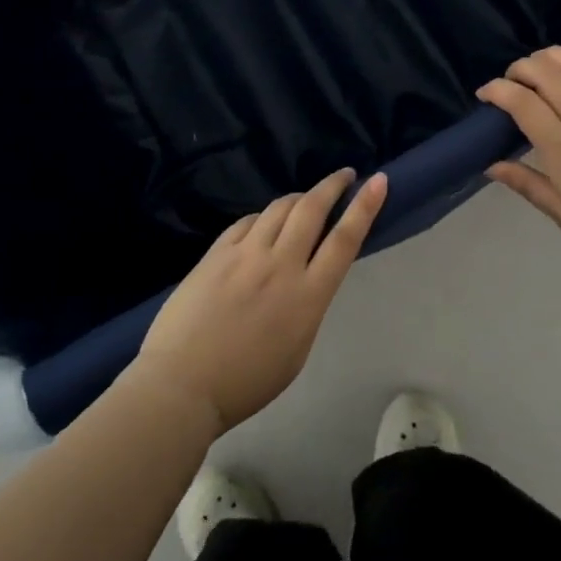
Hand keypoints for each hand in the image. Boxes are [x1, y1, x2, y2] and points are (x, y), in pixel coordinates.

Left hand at [133, 168, 387, 434]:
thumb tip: (308, 277)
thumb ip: (307, 305)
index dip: (365, 206)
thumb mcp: (297, 350)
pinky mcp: (216, 253)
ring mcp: (245, 254)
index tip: (378, 180)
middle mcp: (280, 265)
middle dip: (332, 185)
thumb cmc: (246, 382)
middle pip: (311, 209)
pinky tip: (264, 222)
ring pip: (279, 208)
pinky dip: (263, 216)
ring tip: (306, 199)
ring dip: (299, 197)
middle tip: (344, 175)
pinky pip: (247, 221)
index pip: (344, 240)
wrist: (182, 385)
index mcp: (307, 297)